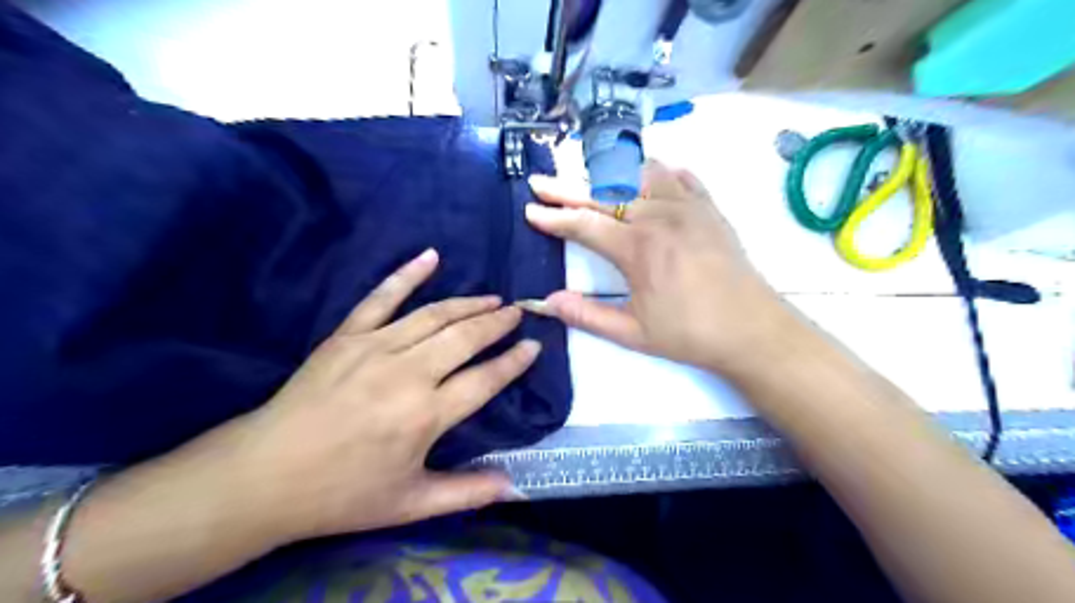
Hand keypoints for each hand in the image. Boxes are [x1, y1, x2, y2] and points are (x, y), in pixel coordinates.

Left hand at [234, 251, 538, 540]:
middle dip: (497, 323)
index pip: (486, 379)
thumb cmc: (342, 493)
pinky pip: (382, 297)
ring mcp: (376, 348)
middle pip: (465, 338)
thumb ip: (466, 493)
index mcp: (427, 414)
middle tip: (517, 312)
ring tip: (492, 298)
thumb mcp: (410, 503)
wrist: (265, 475)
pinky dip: (408, 275)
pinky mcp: (348, 335)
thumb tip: (513, 486)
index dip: (514, 362)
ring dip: (468, 304)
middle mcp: (409, 373)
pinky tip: (430, 256)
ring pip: (434, 315)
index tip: (533, 346)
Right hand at [527, 160, 791, 375]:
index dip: (553, 216)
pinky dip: (659, 173)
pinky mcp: (709, 209)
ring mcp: (688, 207)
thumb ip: (587, 316)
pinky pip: (680, 178)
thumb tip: (547, 301)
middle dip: (567, 187)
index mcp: (638, 248)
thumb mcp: (633, 333)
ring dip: (611, 172)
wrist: (752, 330)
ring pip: (641, 173)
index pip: (584, 224)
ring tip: (592, 175)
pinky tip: (649, 176)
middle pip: (604, 192)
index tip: (530, 209)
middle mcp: (659, 216)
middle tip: (541, 182)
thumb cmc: (690, 334)